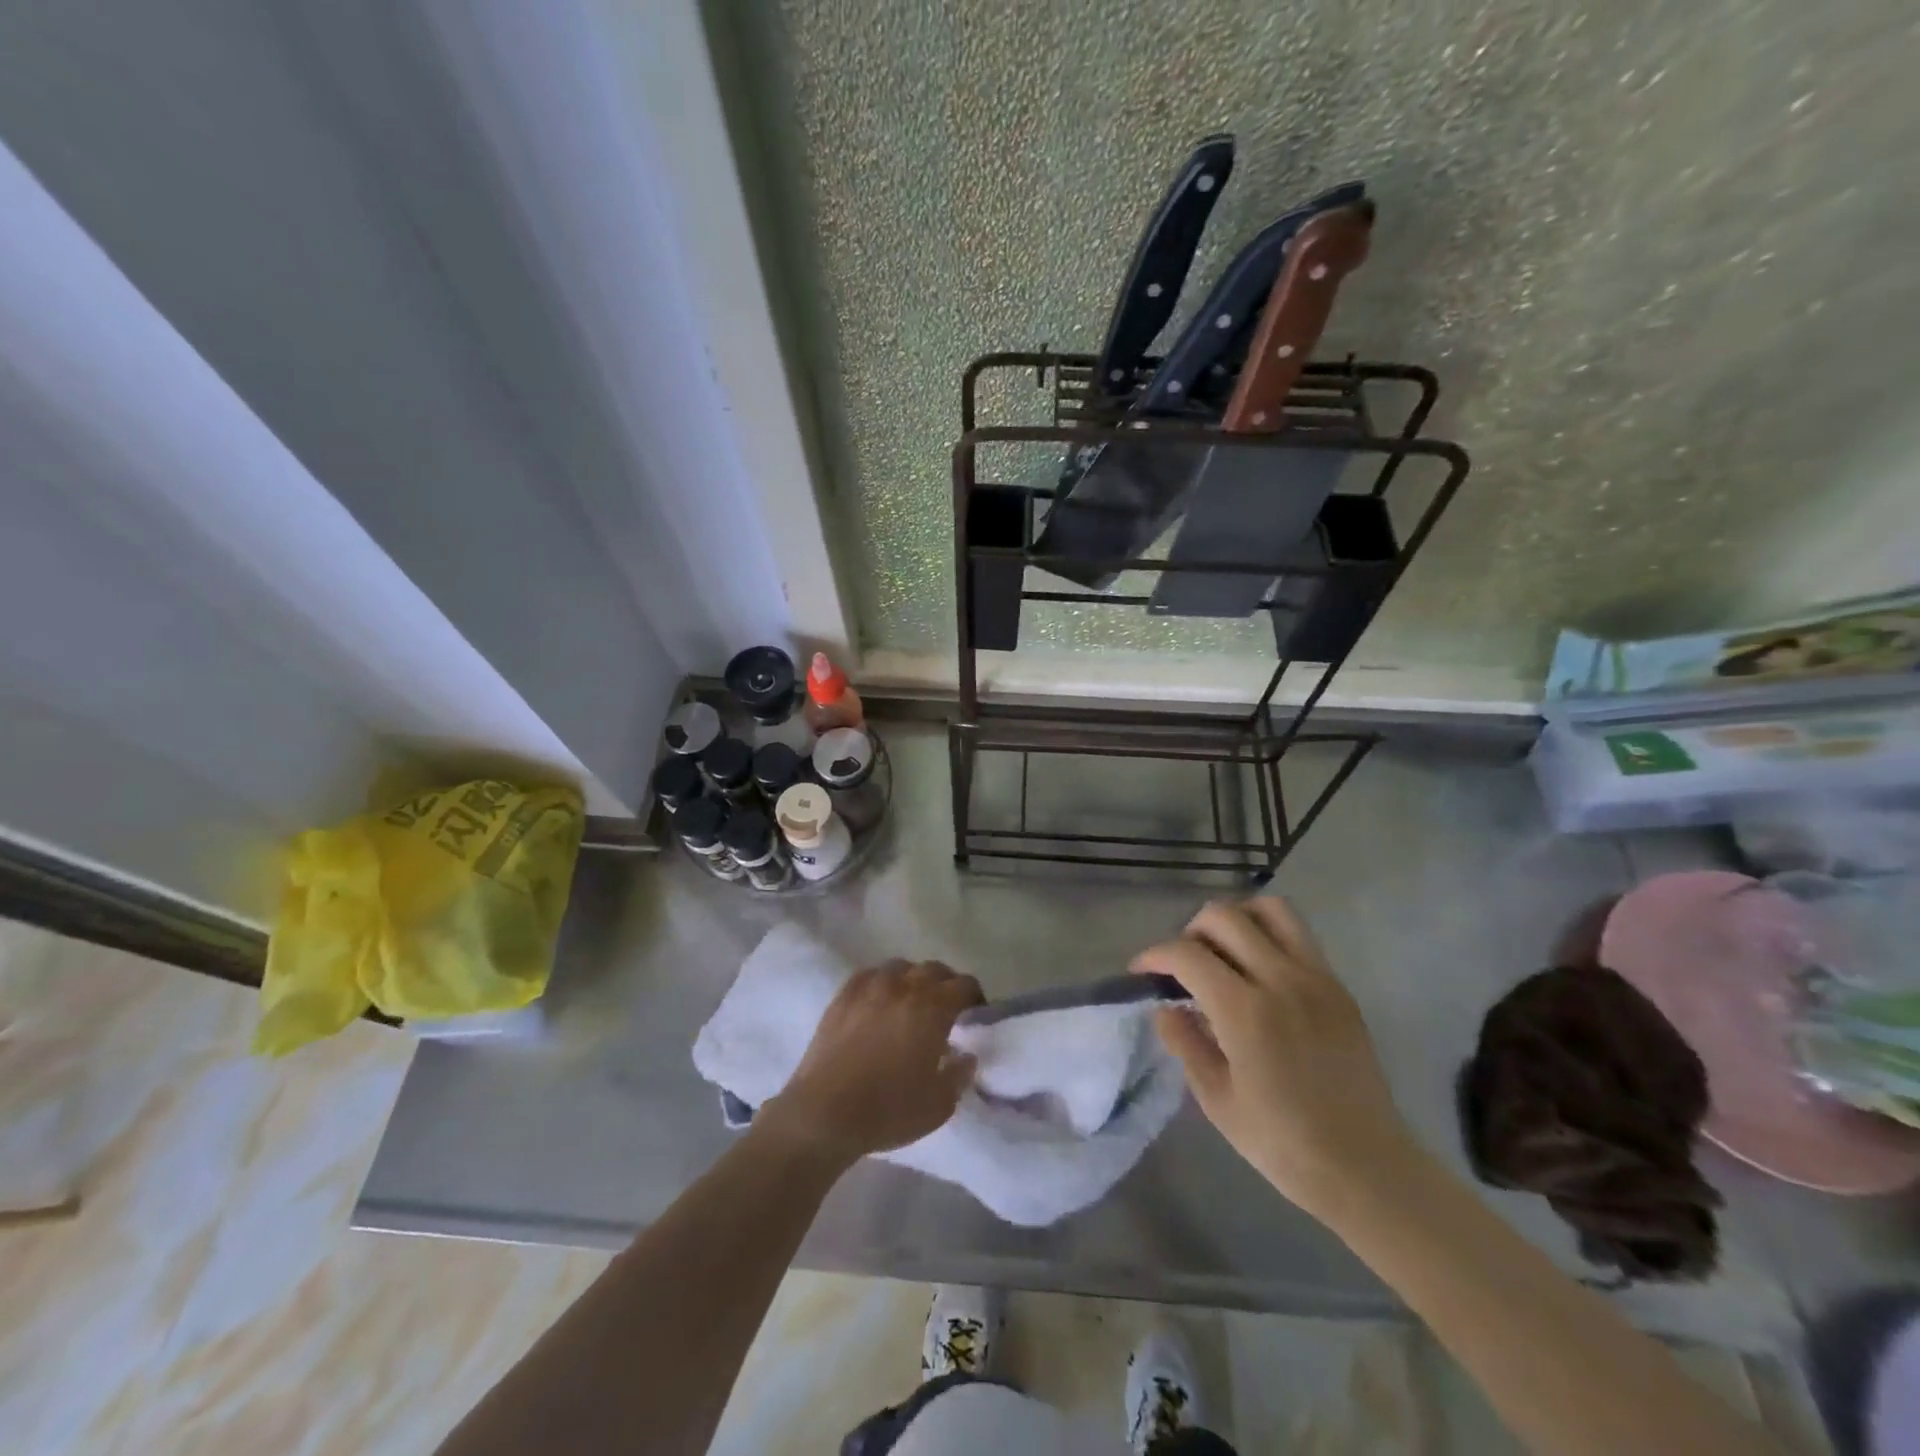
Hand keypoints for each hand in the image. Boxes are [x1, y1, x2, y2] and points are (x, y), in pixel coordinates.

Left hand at [758, 960, 983, 1167]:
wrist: (824, 1113)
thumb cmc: (888, 1110)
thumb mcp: (938, 1105)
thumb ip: (959, 1075)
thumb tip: (966, 1056)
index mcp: (932, 1008)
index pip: (964, 985)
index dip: (974, 997)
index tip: (975, 1015)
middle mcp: (903, 987)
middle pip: (934, 969)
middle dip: (946, 985)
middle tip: (946, 1009)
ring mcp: (870, 987)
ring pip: (901, 967)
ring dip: (913, 980)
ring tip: (911, 1002)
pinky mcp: (843, 995)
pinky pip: (870, 974)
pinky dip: (882, 982)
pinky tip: (879, 1001)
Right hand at [1132, 897, 1413, 1218]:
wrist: (1367, 1167)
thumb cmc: (1283, 1143)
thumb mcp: (1216, 1100)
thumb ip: (1185, 1043)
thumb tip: (1165, 1008)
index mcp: (1245, 1011)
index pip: (1187, 954)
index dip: (1154, 955)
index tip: (1141, 972)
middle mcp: (1281, 979)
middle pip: (1223, 917)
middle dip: (1190, 932)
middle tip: (1182, 965)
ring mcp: (1316, 978)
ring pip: (1269, 909)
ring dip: (1236, 919)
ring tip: (1223, 952)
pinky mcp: (1338, 986)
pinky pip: (1298, 935)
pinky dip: (1268, 935)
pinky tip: (1258, 973)